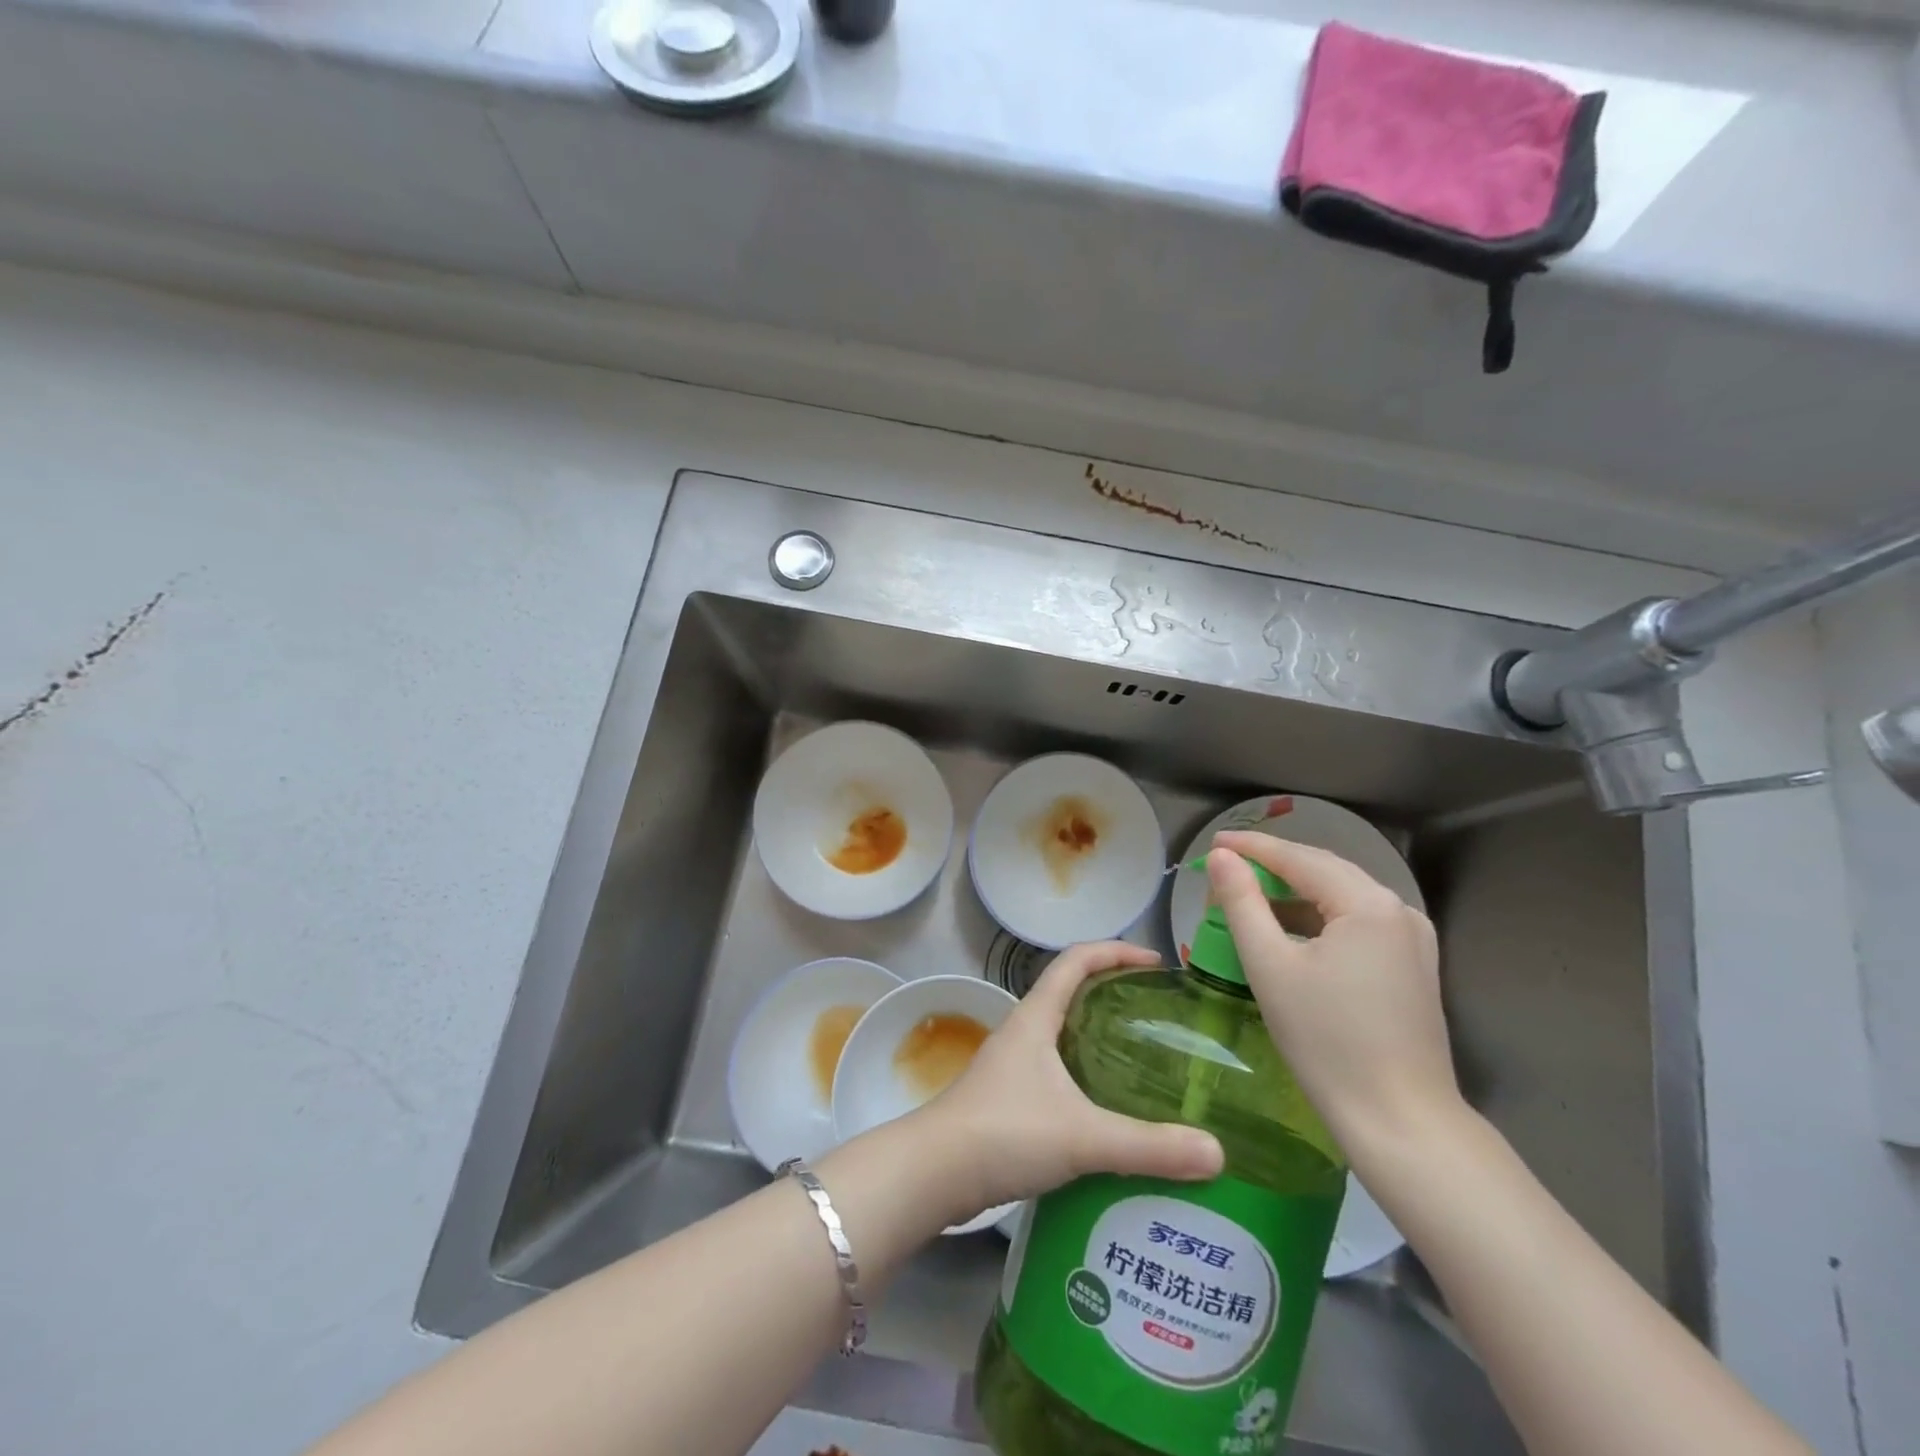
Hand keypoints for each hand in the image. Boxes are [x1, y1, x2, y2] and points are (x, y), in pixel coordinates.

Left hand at [911, 941, 1223, 1220]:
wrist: (933, 1173)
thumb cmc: (1005, 1133)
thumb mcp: (1082, 1136)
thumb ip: (1149, 1146)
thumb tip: (1217, 1152)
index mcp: (1036, 1017)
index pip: (1075, 960)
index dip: (1114, 951)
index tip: (1155, 962)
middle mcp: (1023, 1031)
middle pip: (1071, 993)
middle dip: (1113, 992)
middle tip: (1159, 1013)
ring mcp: (1013, 1065)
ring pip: (1063, 1034)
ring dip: (1099, 1035)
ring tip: (1145, 1058)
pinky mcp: (1010, 1098)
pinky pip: (1057, 1070)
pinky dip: (1086, 1074)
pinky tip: (1110, 1108)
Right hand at [1206, 831, 1463, 1152]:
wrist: (1400, 1121)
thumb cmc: (1326, 1042)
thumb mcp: (1270, 966)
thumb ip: (1242, 902)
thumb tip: (1222, 858)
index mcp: (1368, 904)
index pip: (1299, 858)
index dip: (1253, 847)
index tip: (1213, 843)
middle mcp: (1398, 910)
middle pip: (1324, 871)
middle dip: (1274, 865)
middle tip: (1226, 867)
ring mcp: (1412, 939)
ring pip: (1342, 897)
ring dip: (1295, 893)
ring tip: (1250, 897)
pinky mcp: (1413, 966)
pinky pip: (1358, 922)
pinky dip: (1320, 917)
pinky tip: (1291, 931)